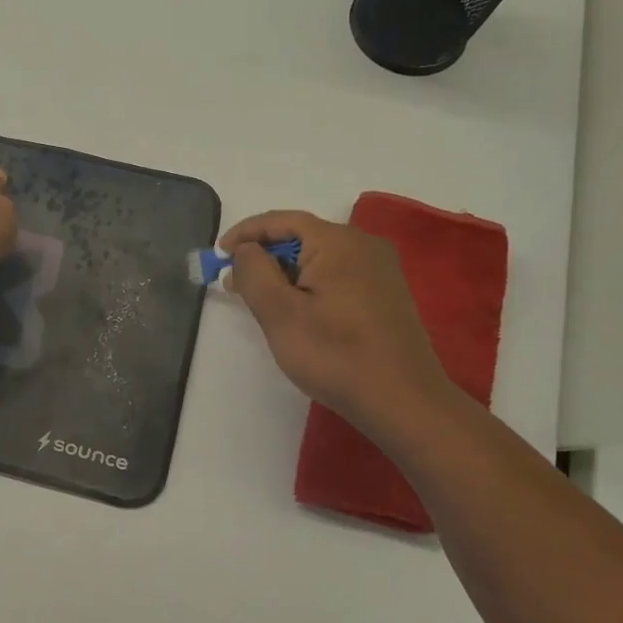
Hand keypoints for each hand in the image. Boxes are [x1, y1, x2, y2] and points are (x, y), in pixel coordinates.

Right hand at [221, 210, 454, 437]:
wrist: (404, 402)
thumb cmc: (336, 355)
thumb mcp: (280, 313)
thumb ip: (254, 271)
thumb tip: (245, 250)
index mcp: (339, 242)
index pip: (282, 220)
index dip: (246, 233)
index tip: (219, 254)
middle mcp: (364, 245)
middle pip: (302, 236)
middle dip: (264, 256)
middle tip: (234, 283)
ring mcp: (380, 269)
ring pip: (319, 257)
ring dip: (284, 272)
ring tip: (259, 300)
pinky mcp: (385, 293)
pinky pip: (337, 274)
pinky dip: (308, 283)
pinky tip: (296, 310)